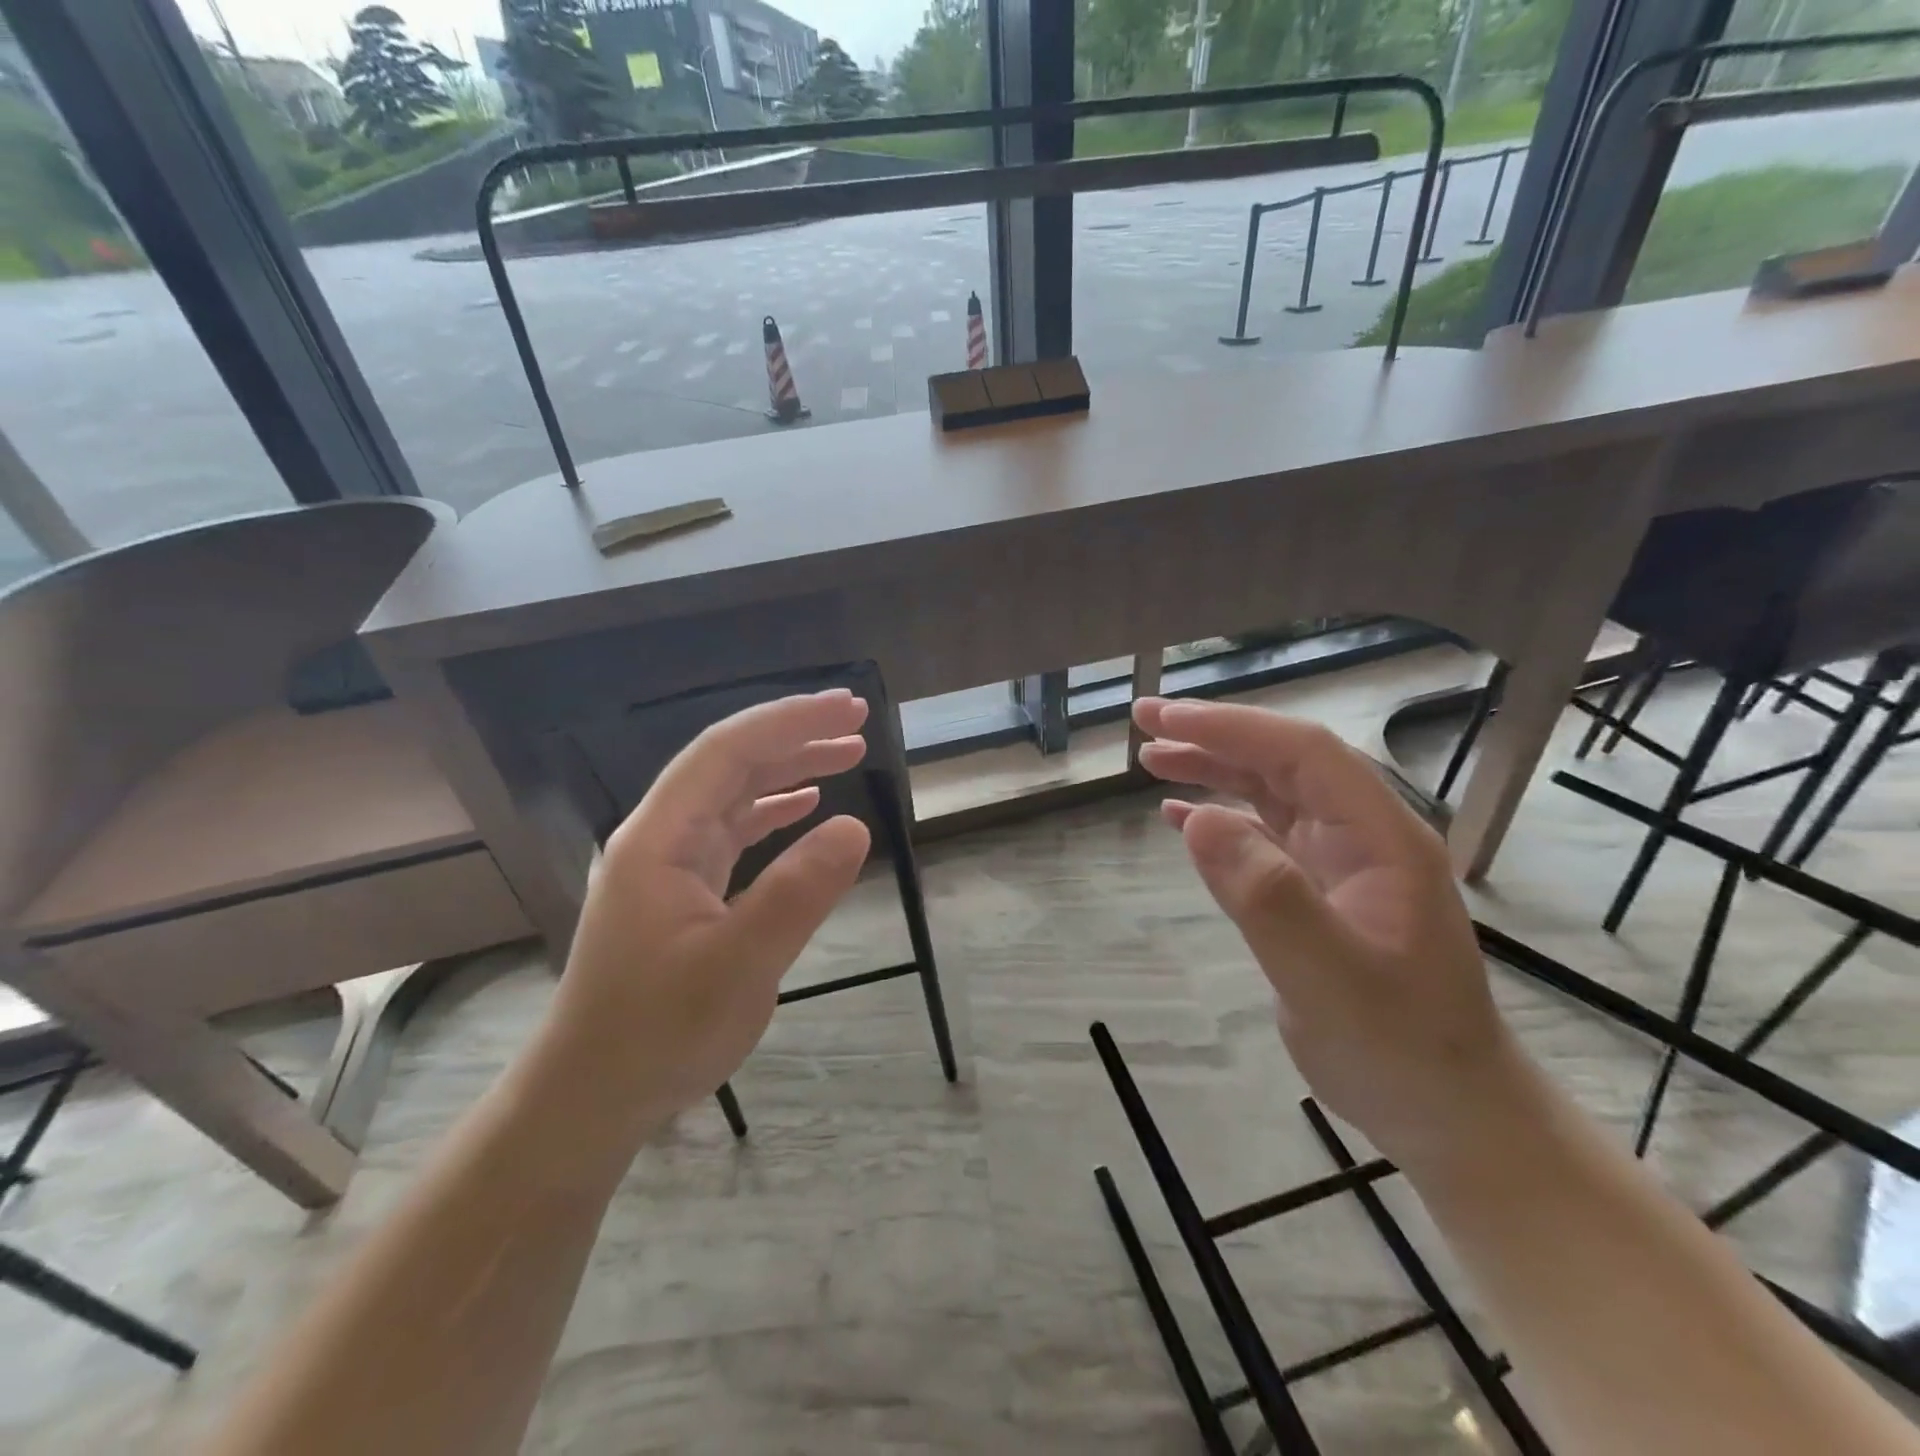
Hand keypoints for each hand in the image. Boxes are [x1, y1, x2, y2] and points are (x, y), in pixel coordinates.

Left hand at [544, 690, 872, 1140]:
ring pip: (735, 795)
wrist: (592, 1097)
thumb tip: (855, 826)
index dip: (789, 721)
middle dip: (794, 735)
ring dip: (789, 769)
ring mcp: (669, 865)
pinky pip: (733, 832)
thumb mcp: (738, 966)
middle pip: (731, 763)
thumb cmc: (657, 1033)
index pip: (727, 752)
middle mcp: (660, 838)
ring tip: (847, 753)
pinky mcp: (682, 892)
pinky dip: (774, 811)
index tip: (848, 709)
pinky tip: (805, 806)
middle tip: (858, 720)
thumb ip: (796, 893)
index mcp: (660, 839)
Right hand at [1133, 697, 1529, 1170]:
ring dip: (1212, 768)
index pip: (1302, 753)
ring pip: (1270, 792)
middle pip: (1283, 761)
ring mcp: (1341, 862)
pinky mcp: (1319, 890)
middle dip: (1214, 734)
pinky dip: (1219, 816)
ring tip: (1151, 759)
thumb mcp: (1330, 979)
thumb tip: (1197, 819)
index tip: (1165, 717)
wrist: (1446, 1111)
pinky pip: (1264, 834)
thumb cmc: (1398, 1048)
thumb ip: (1268, 896)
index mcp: (1381, 837)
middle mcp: (1363, 835)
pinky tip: (1179, 817)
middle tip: (1143, 722)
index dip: (1231, 727)